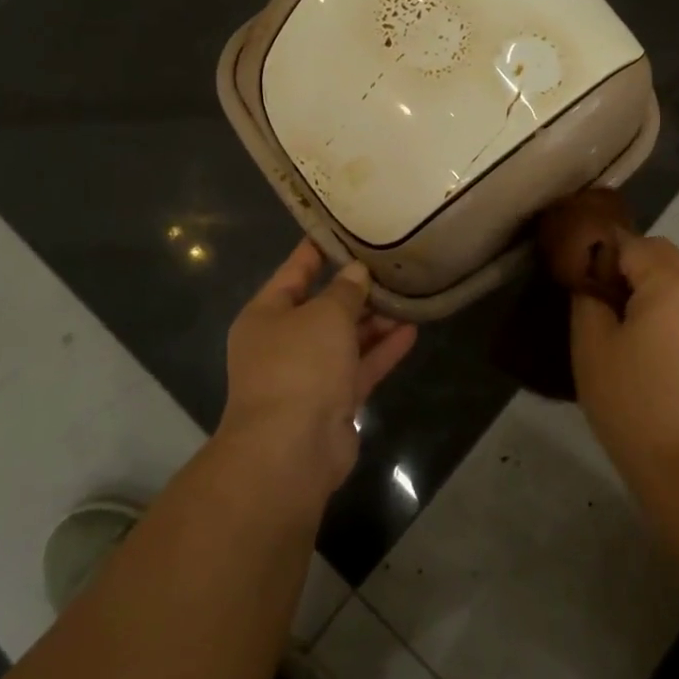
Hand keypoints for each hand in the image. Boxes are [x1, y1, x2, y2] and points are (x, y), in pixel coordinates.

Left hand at [220, 240, 417, 501]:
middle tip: (390, 263)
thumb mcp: (324, 315)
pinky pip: (359, 367)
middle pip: (323, 307)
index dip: (318, 249)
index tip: (346, 228)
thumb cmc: (299, 366)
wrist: (291, 450)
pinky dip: (382, 350)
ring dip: (374, 320)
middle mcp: (283, 342)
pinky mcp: (332, 402)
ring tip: (408, 294)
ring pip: (345, 339)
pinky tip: (412, 330)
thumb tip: (356, 272)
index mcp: (266, 315)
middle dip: (356, 289)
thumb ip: (344, 291)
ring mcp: (308, 375)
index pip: (294, 271)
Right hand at [571, 233, 678, 493]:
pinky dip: (668, 313)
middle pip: (662, 255)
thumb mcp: (591, 346)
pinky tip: (647, 348)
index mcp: (671, 283)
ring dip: (650, 288)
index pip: (631, 242)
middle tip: (597, 296)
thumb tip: (593, 284)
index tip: (578, 278)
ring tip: (620, 323)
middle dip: (628, 264)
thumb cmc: (632, 401)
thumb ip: (588, 300)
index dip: (599, 253)